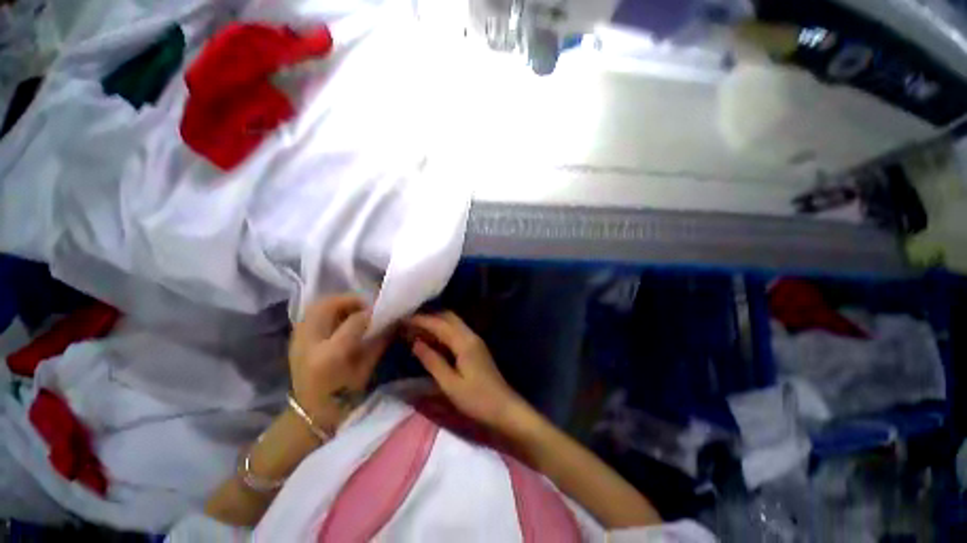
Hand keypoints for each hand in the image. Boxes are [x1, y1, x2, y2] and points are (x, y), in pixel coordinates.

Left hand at [289, 295, 389, 429]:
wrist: (310, 414)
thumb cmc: (344, 396)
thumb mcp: (367, 368)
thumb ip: (379, 341)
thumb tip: (393, 321)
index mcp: (331, 354)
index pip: (355, 320)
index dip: (371, 312)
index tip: (382, 311)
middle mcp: (310, 342)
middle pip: (327, 305)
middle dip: (350, 300)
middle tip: (364, 307)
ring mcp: (297, 340)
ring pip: (316, 306)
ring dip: (337, 303)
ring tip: (352, 311)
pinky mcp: (294, 340)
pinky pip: (311, 315)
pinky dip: (327, 311)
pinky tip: (338, 320)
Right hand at [406, 311, 527, 429]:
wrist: (504, 408)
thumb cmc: (476, 399)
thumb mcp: (450, 384)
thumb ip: (432, 361)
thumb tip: (416, 343)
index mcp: (464, 342)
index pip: (439, 324)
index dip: (420, 320)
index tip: (402, 320)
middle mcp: (471, 336)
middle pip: (448, 317)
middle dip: (429, 318)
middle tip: (409, 324)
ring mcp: (475, 341)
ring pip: (453, 324)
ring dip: (436, 324)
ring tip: (416, 330)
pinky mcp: (476, 348)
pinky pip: (457, 332)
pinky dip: (443, 332)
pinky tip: (433, 340)